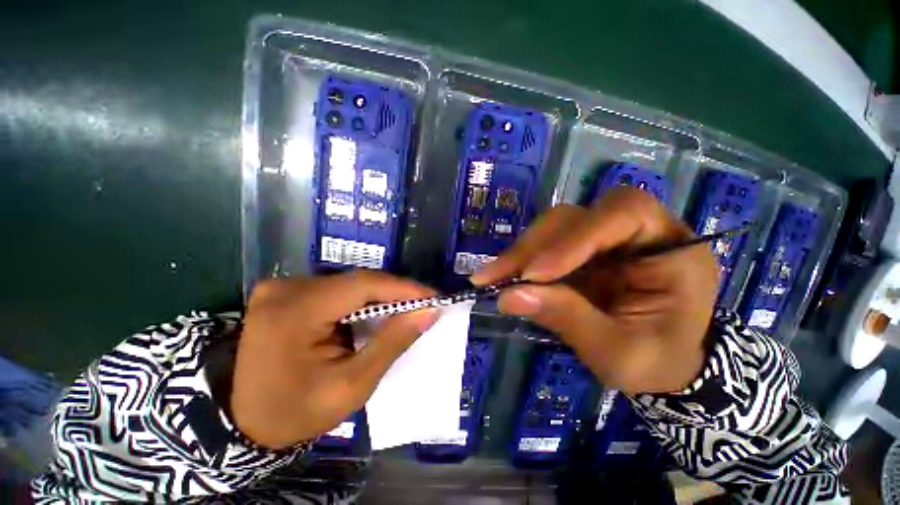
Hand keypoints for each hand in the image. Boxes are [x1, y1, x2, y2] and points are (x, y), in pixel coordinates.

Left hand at [231, 271, 437, 448]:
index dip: (404, 289)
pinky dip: (362, 300)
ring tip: (406, 311)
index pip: (363, 285)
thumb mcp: (351, 385)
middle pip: (358, 282)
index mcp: (295, 311)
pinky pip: (338, 289)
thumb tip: (429, 311)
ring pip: (350, 283)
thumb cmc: (296, 412)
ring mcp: (284, 286)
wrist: (243, 421)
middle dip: (396, 294)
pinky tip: (377, 313)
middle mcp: (287, 288)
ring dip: (381, 297)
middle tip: (424, 306)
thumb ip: (392, 342)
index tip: (434, 297)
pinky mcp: (287, 291)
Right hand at [472, 188, 717, 394]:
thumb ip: (569, 320)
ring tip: (492, 278)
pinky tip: (502, 275)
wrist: (662, 362)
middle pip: (576, 217)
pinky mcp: (580, 249)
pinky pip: (544, 242)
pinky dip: (520, 258)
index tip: (533, 274)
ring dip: (520, 251)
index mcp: (672, 249)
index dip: (574, 238)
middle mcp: (636, 232)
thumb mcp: (620, 353)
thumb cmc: (656, 361)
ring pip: (553, 226)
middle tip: (496, 277)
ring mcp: (604, 238)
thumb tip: (508, 297)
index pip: (624, 215)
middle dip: (533, 247)